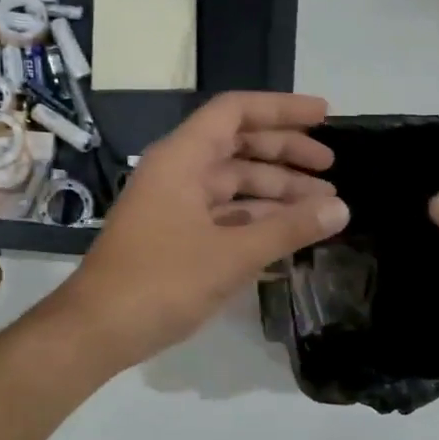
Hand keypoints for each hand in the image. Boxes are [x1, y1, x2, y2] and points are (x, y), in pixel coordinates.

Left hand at [57, 93, 350, 368]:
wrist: (98, 329)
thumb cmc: (162, 281)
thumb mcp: (232, 254)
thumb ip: (288, 228)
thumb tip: (340, 208)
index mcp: (182, 158)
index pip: (235, 112)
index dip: (281, 109)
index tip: (324, 116)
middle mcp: (177, 171)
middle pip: (238, 146)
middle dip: (286, 154)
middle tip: (331, 169)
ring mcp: (174, 204)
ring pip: (233, 184)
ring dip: (276, 192)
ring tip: (323, 208)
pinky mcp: (175, 235)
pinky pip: (223, 214)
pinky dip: (255, 220)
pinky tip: (289, 235)